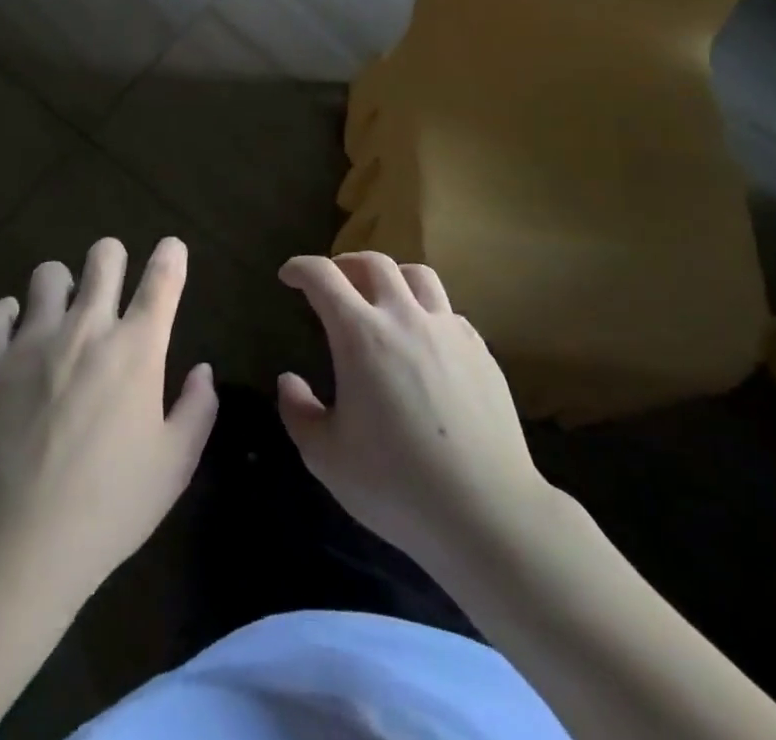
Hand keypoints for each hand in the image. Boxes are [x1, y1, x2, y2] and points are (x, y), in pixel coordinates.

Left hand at [0, 237, 217, 610]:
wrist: (19, 541)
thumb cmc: (110, 506)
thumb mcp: (174, 466)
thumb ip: (197, 410)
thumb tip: (202, 371)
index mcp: (137, 348)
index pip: (162, 277)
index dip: (171, 255)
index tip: (171, 250)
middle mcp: (87, 327)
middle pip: (103, 255)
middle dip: (114, 258)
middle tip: (113, 285)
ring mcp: (34, 339)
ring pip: (49, 274)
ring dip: (61, 287)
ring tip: (61, 315)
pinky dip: (10, 317)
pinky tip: (17, 337)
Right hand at [277, 252, 551, 580]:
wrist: (487, 513)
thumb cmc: (396, 485)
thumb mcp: (326, 457)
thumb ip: (298, 411)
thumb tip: (289, 380)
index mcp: (361, 335)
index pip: (323, 276)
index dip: (301, 268)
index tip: (289, 275)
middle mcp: (404, 317)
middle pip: (373, 262)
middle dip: (345, 263)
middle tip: (333, 281)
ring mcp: (448, 330)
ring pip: (417, 275)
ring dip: (391, 276)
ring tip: (381, 296)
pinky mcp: (480, 350)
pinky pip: (447, 310)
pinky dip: (425, 310)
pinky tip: (422, 340)